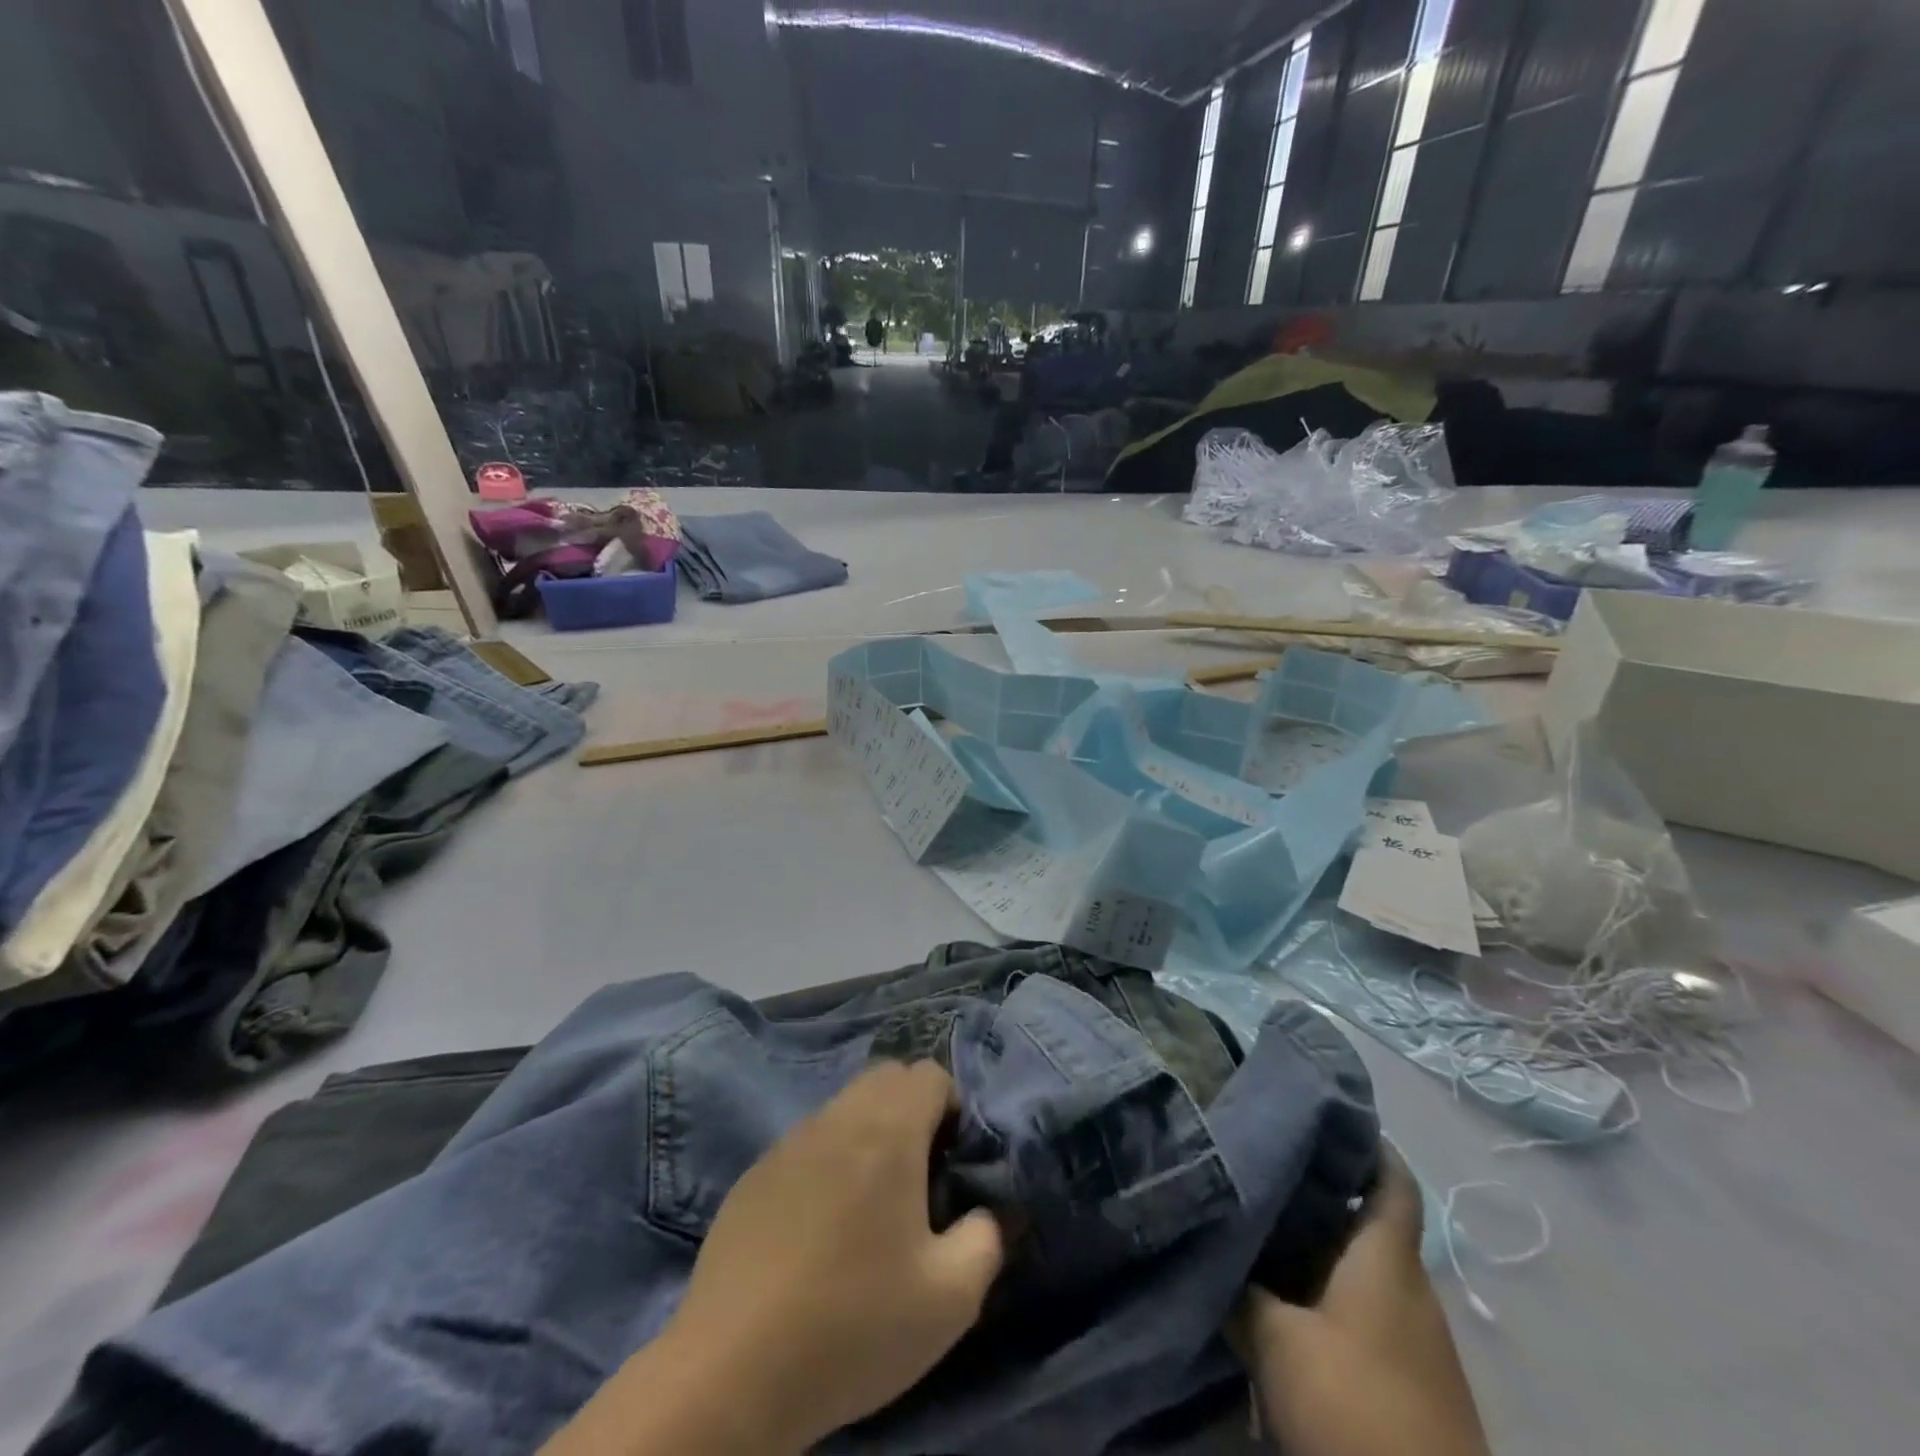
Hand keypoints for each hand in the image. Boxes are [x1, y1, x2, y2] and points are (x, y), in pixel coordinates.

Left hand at [545, 1061, 1004, 1455]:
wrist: (733, 1370)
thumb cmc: (854, 1324)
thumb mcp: (950, 1298)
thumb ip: (986, 1239)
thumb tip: (986, 1213)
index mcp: (888, 1129)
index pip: (929, 1074)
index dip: (951, 1107)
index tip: (950, 1162)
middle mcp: (837, 1117)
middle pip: (886, 1077)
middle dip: (911, 1109)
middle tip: (917, 1176)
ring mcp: (789, 1142)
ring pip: (844, 1107)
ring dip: (868, 1133)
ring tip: (869, 1205)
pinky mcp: (754, 1173)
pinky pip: (807, 1143)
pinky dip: (827, 1161)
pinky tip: (819, 1229)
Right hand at [1235, 1148, 1489, 1455]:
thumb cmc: (1355, 1406)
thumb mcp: (1279, 1343)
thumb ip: (1245, 1293)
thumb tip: (1218, 1256)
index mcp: (1387, 1261)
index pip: (1392, 1179)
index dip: (1368, 1142)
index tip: (1323, 1113)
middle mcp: (1407, 1288)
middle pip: (1367, 1220)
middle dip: (1318, 1192)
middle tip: (1261, 1165)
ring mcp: (1411, 1337)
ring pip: (1361, 1268)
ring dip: (1317, 1247)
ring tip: (1260, 1225)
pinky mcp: (1406, 1379)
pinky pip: (1363, 1311)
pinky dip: (1325, 1292)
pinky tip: (1282, 1300)